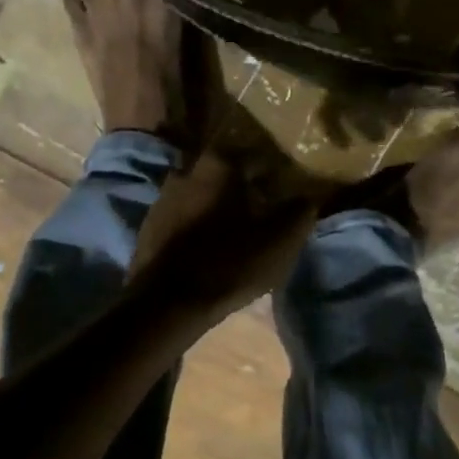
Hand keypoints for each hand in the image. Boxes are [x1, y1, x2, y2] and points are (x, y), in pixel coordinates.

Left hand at [128, 149, 320, 321]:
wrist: (167, 303)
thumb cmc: (229, 263)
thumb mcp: (280, 241)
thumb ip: (299, 212)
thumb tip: (309, 196)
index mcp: (219, 164)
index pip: (255, 155)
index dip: (274, 171)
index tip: (286, 188)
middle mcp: (186, 170)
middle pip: (223, 173)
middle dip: (242, 187)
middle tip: (262, 207)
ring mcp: (162, 198)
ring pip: (199, 193)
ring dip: (217, 206)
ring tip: (236, 228)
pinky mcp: (149, 226)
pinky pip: (181, 217)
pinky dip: (196, 224)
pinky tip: (207, 244)